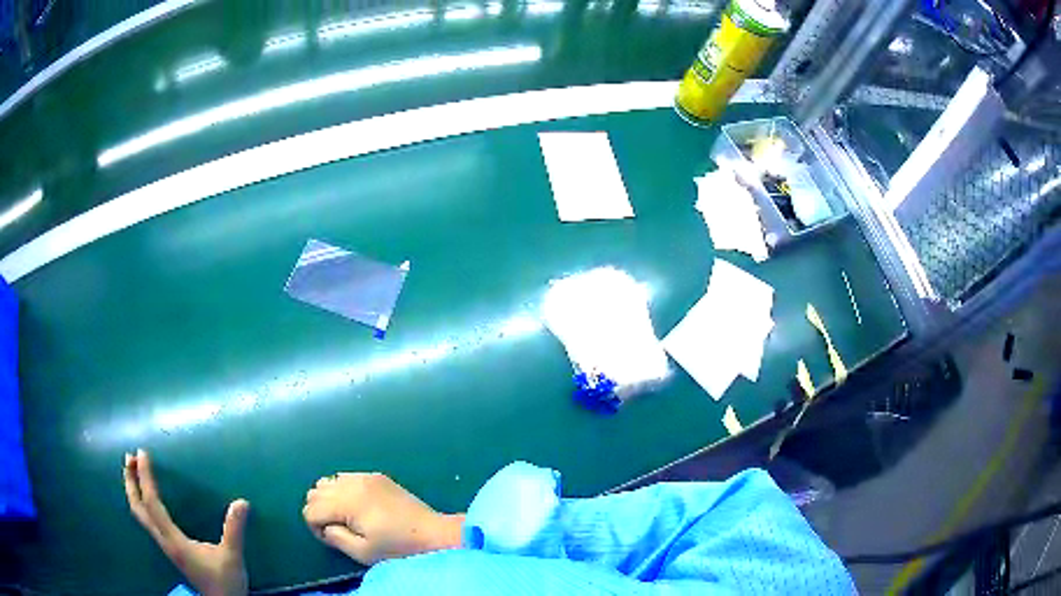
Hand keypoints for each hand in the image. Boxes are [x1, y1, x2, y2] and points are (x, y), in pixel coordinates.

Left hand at [123, 449, 249, 595]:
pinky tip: (147, 498)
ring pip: (140, 514)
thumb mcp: (232, 557)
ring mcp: (165, 545)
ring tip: (134, 470)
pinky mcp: (170, 547)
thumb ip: (234, 531)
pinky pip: (147, 519)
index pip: (153, 503)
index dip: (146, 477)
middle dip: (130, 481)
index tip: (143, 453)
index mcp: (174, 540)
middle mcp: (164, 540)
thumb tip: (242, 502)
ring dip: (133, 490)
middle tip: (130, 456)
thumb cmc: (225, 582)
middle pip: (138, 508)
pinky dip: (141, 502)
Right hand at [303, 472, 463, 564]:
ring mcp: (364, 476)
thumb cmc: (398, 548)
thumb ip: (335, 538)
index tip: (333, 538)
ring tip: (347, 517)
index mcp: (347, 502)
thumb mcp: (363, 552)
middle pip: (315, 492)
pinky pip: (345, 477)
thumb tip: (324, 526)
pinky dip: (342, 490)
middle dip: (319, 511)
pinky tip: (358, 506)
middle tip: (338, 529)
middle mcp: (352, 483)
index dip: (316, 528)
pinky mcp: (376, 476)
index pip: (311, 509)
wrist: (432, 534)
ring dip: (329, 499)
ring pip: (327, 481)